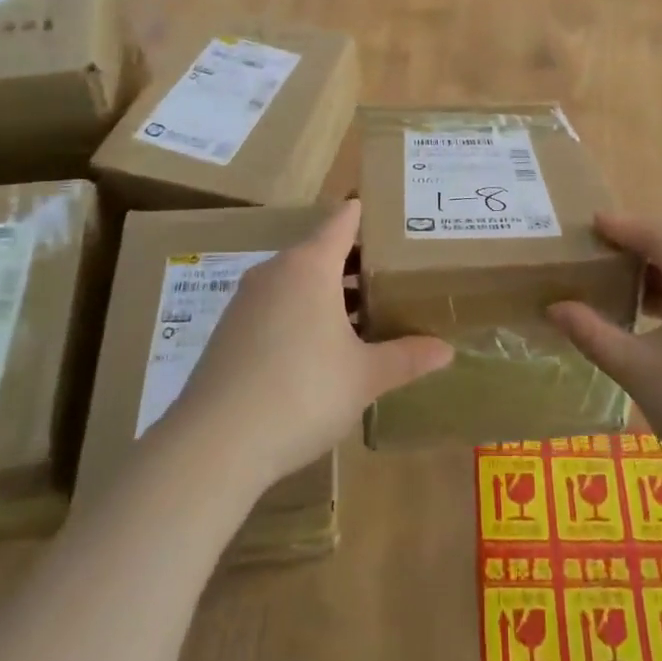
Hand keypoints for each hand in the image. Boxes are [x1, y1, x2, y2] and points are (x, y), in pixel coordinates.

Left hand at [171, 200, 453, 485]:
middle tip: (398, 276)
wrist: (214, 444)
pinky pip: (277, 306)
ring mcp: (247, 301)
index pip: (344, 220)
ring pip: (298, 280)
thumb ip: (407, 357)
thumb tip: (447, 350)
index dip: (372, 216)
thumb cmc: (302, 393)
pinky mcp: (230, 331)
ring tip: (369, 314)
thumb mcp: (365, 376)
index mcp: (309, 265)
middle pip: (322, 250)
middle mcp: (275, 271)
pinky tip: (324, 349)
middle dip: (360, 263)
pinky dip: (304, 313)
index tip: (401, 222)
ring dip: (332, 292)